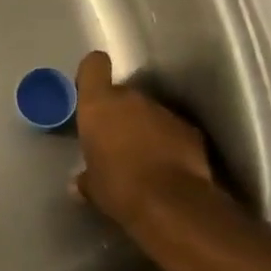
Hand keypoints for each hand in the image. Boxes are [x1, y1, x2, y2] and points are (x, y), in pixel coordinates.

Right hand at [74, 50, 219, 233]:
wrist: (171, 204)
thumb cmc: (118, 188)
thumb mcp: (92, 185)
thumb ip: (85, 176)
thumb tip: (80, 182)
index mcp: (99, 105)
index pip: (94, 65)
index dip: (91, 74)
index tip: (89, 91)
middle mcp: (132, 99)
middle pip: (122, 93)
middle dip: (118, 112)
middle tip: (114, 140)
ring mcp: (164, 112)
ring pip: (148, 111)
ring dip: (144, 128)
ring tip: (142, 158)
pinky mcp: (190, 129)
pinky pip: (171, 129)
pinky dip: (168, 142)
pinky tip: (166, 167)